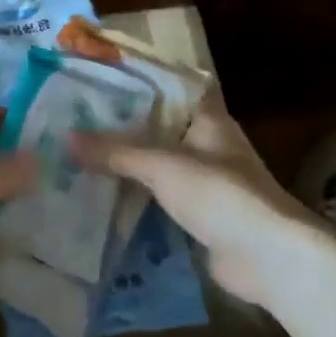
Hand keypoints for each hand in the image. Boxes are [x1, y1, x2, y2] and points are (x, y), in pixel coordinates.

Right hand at [70, 93, 325, 311]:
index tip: (102, 78)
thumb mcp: (162, 165)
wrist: (268, 258)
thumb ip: (116, 152)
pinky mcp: (200, 217)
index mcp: (208, 119)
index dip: (140, 80)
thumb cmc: (220, 194)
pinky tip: (100, 198)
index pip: (172, 87)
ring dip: (127, 166)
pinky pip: (159, 200)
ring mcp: (205, 183)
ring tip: (79, 158)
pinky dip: (135, 199)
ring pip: (157, 165)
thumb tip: (67, 138)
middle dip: (122, 127)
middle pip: (159, 128)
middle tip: (77, 121)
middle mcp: (208, 145)